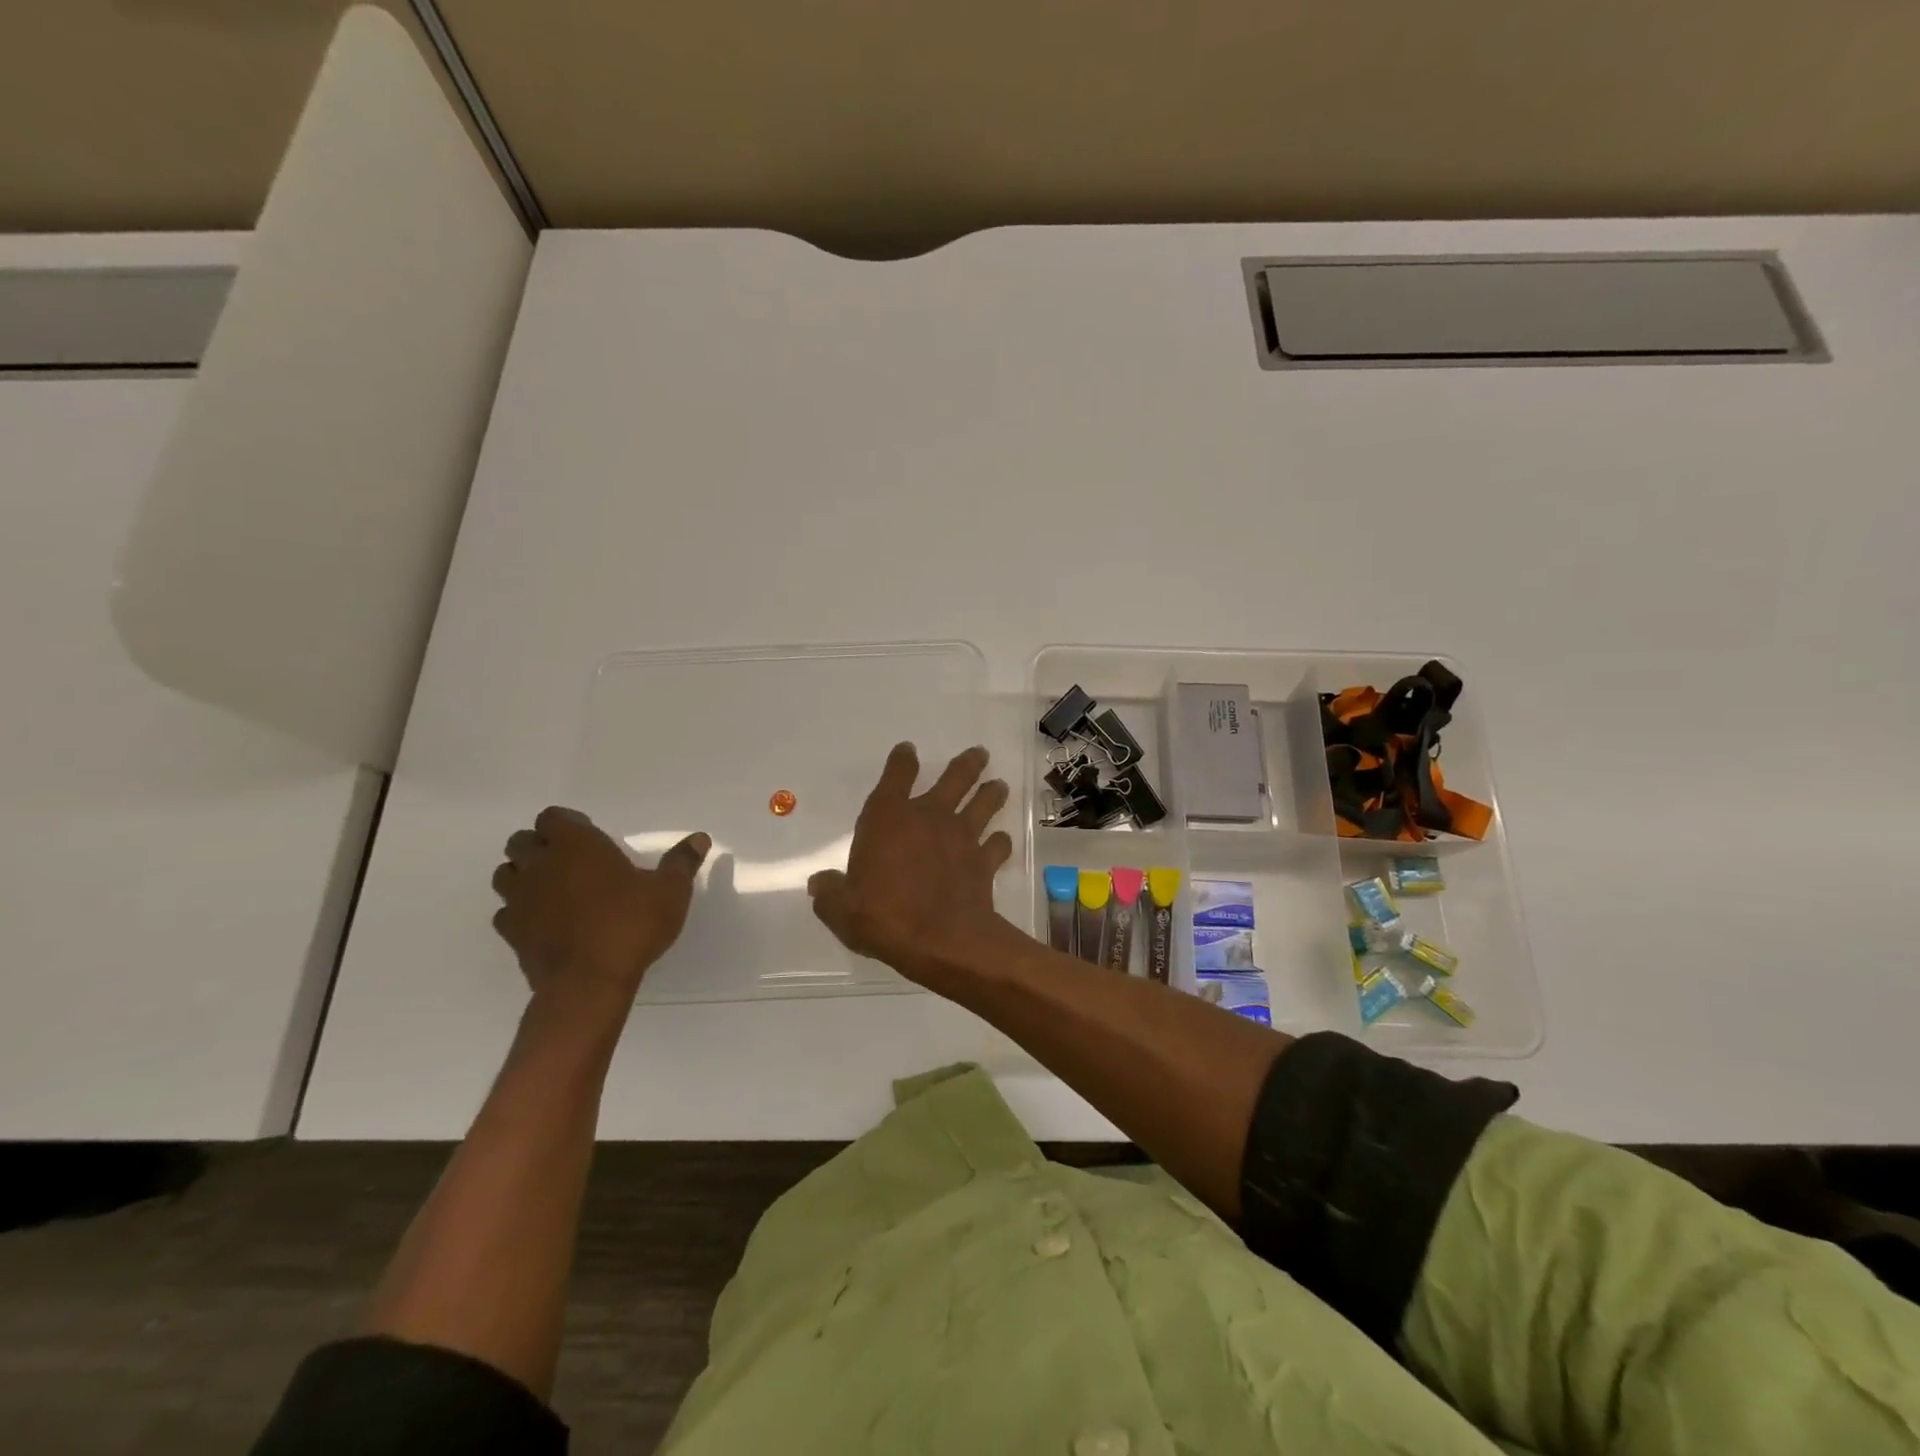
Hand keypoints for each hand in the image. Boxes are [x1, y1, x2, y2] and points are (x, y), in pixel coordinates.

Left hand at [491, 807, 709, 1019]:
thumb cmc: (632, 925)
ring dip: (523, 875)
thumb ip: (682, 862)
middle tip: (570, 862)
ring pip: (505, 874)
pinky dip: (519, 911)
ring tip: (552, 888)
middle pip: (521, 841)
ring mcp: (520, 898)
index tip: (589, 838)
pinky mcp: (510, 932)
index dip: (567, 824)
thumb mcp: (670, 892)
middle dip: (540, 846)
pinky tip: (543, 921)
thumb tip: (699, 839)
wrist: (589, 983)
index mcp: (576, 845)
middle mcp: (541, 864)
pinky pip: (505, 912)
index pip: (552, 817)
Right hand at [807, 743, 1015, 982]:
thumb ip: (830, 892)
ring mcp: (962, 837)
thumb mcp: (841, 909)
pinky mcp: (984, 862)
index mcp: (889, 818)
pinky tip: (1001, 841)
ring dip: (992, 793)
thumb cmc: (884, 917)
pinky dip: (1000, 842)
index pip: (896, 776)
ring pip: (983, 804)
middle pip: (955, 778)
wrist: (941, 941)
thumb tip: (819, 883)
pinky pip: (997, 845)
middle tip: (980, 753)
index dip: (902, 760)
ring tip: (999, 785)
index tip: (907, 750)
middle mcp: (929, 817)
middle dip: (967, 763)